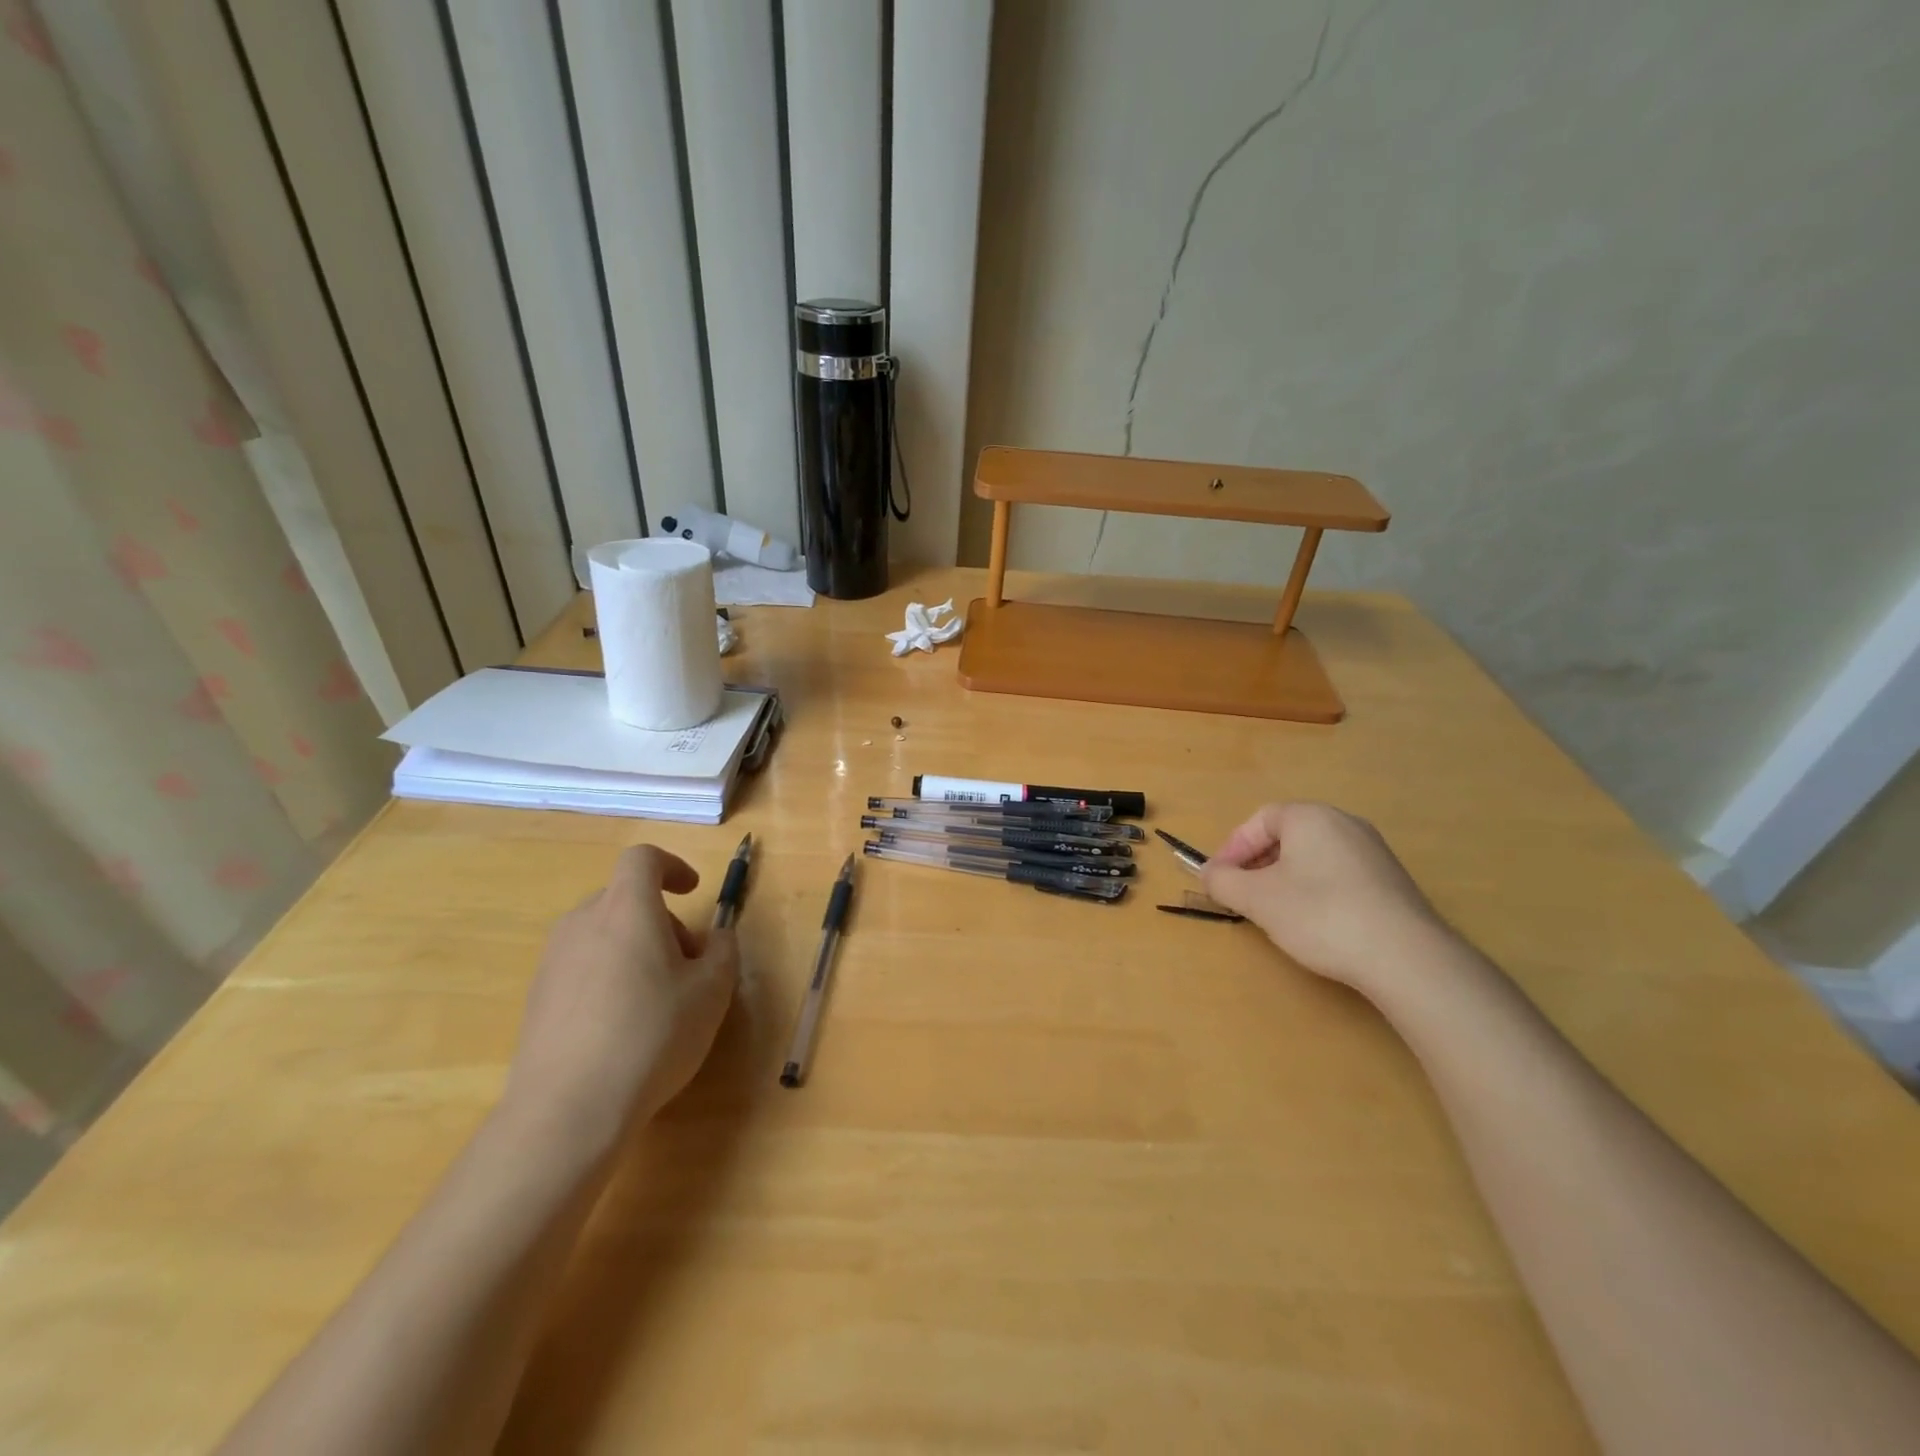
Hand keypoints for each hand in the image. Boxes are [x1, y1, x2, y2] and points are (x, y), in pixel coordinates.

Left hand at [503, 846, 738, 1153]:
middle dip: (661, 920)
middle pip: (624, 899)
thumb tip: (715, 938)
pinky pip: (582, 967)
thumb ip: (722, 951)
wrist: (568, 1108)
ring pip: (603, 934)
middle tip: (688, 963)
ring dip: (634, 948)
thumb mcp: (712, 991)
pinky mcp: (536, 998)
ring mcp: (553, 961)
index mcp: (627, 908)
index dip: (672, 866)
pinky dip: (608, 976)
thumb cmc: (653, 1034)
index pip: (643, 859)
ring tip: (658, 999)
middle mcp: (583, 923)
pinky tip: (622, 1027)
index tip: (692, 891)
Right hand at [1202, 803, 1453, 993]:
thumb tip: (1210, 874)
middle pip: (1287, 836)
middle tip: (1243, 895)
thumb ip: (1223, 882)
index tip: (1219, 879)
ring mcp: (1373, 852)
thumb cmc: (1320, 915)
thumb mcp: (1257, 899)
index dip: (1232, 848)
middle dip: (1257, 863)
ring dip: (1285, 878)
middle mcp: (1344, 823)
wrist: (1406, 957)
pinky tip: (1316, 923)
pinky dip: (1317, 890)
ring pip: (1313, 856)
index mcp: (1310, 817)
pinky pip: (1339, 874)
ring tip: (1275, 912)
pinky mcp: (1392, 881)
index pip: (1259, 820)